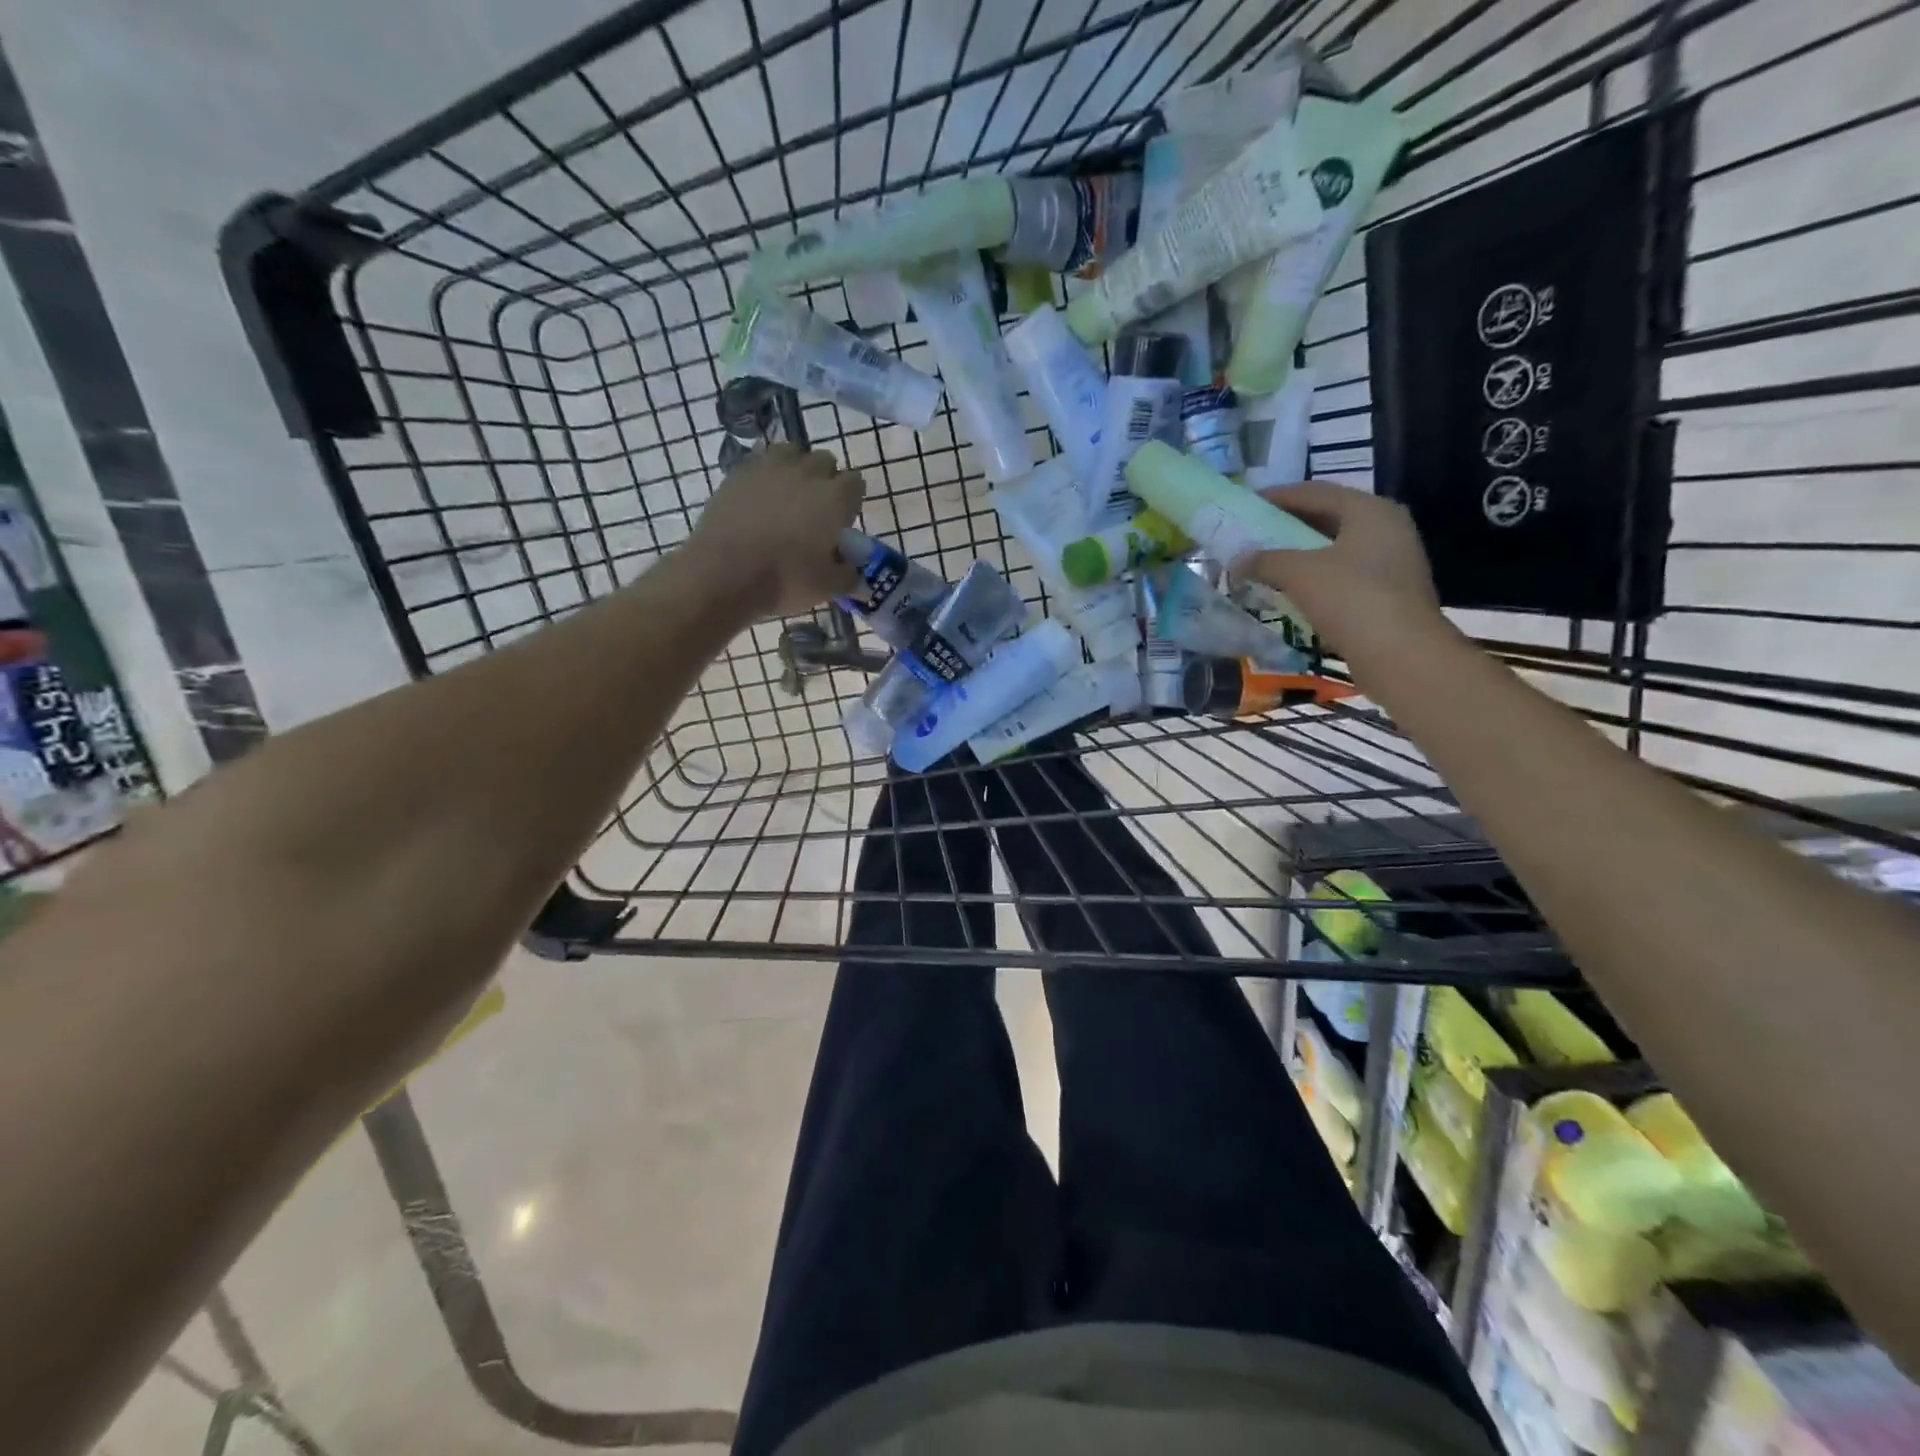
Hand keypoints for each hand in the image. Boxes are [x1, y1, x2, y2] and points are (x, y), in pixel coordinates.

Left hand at [689, 444, 865, 616]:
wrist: (723, 573)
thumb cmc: (785, 579)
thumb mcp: (827, 587)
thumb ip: (849, 577)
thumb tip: (858, 576)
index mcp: (835, 497)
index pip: (856, 483)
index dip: (851, 501)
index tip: (843, 521)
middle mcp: (806, 472)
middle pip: (825, 461)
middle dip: (825, 480)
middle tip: (816, 510)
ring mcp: (769, 467)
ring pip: (792, 452)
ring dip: (795, 468)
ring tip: (787, 496)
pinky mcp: (738, 472)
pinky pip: (759, 461)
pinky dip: (765, 474)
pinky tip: (759, 498)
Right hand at [1239, 482, 1444, 663]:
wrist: (1400, 653)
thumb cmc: (1350, 598)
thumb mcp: (1298, 573)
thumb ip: (1265, 560)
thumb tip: (1238, 561)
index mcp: (1369, 510)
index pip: (1315, 492)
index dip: (1277, 496)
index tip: (1246, 505)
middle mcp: (1387, 528)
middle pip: (1327, 518)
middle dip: (1288, 526)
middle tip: (1254, 535)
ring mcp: (1392, 561)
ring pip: (1335, 549)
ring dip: (1300, 555)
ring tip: (1267, 563)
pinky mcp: (1389, 593)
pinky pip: (1343, 575)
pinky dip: (1315, 578)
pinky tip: (1291, 591)